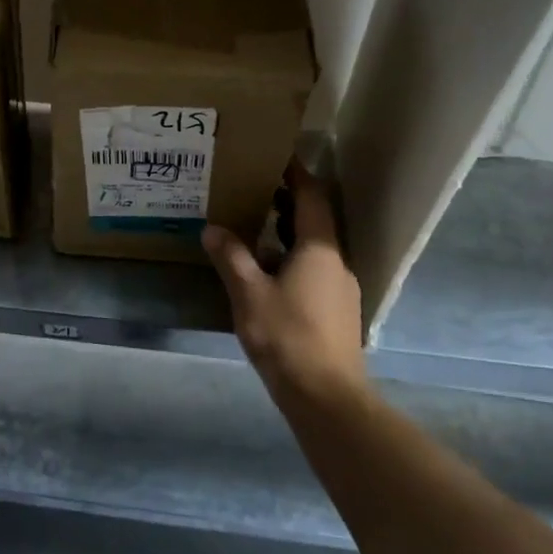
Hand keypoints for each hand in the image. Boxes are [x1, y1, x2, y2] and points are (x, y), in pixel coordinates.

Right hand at [203, 165, 369, 410]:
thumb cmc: (287, 335)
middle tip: (253, 190)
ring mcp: (340, 289)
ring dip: (287, 234)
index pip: (312, 197)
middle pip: (315, 221)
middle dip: (287, 203)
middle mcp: (337, 262)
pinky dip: (292, 260)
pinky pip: (314, 272)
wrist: (326, 396)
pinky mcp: (337, 312)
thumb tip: (212, 228)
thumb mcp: (249, 293)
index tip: (276, 157)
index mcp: (319, 249)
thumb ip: (231, 257)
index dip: (296, 175)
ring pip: (314, 249)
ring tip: (254, 228)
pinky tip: (267, 274)